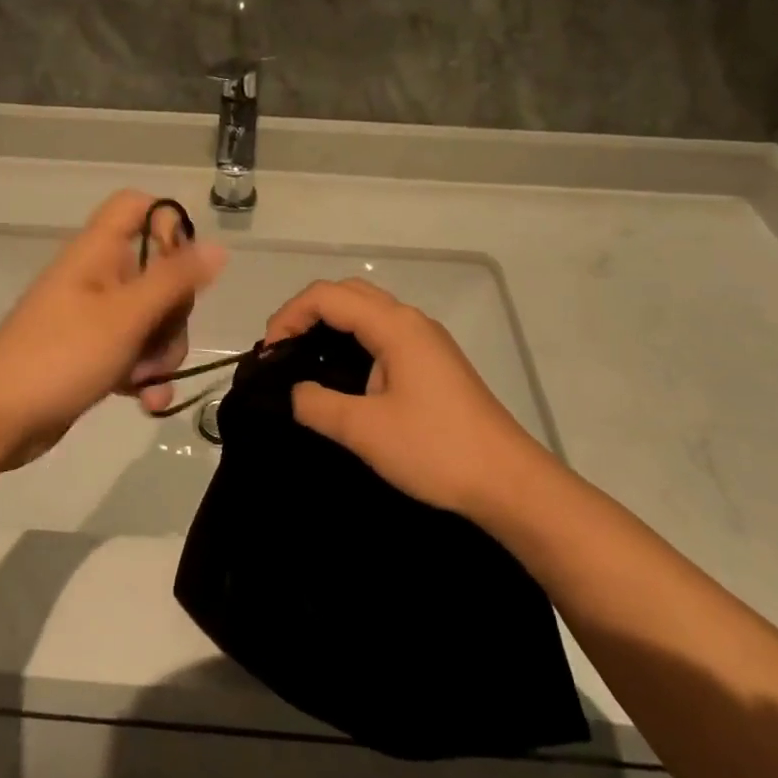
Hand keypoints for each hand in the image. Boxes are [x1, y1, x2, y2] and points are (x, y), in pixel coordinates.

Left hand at [0, 192, 226, 468]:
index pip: (137, 207)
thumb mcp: (126, 316)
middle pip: (159, 272)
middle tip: (161, 341)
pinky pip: (135, 353)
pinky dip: (144, 375)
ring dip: (161, 353)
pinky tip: (147, 402)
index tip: (183, 268)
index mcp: (98, 252)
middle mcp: (98, 276)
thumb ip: (174, 280)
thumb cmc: (60, 356)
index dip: (168, 226)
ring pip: (152, 319)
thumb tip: (218, 246)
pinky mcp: (92, 353)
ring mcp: (94, 317)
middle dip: (173, 314)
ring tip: (146, 382)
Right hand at [263, 279, 551, 519]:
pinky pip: (383, 334)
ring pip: (368, 312)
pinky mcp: (434, 363)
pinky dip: (352, 340)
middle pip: (348, 294)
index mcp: (395, 326)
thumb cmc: (435, 449)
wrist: (508, 482)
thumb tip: (293, 392)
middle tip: (282, 353)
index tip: (269, 354)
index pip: (327, 297)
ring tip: (304, 361)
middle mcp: (411, 321)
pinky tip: (342, 375)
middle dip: (307, 313)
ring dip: (331, 325)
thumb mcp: (364, 430)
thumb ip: (317, 405)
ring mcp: (426, 341)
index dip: (289, 315)